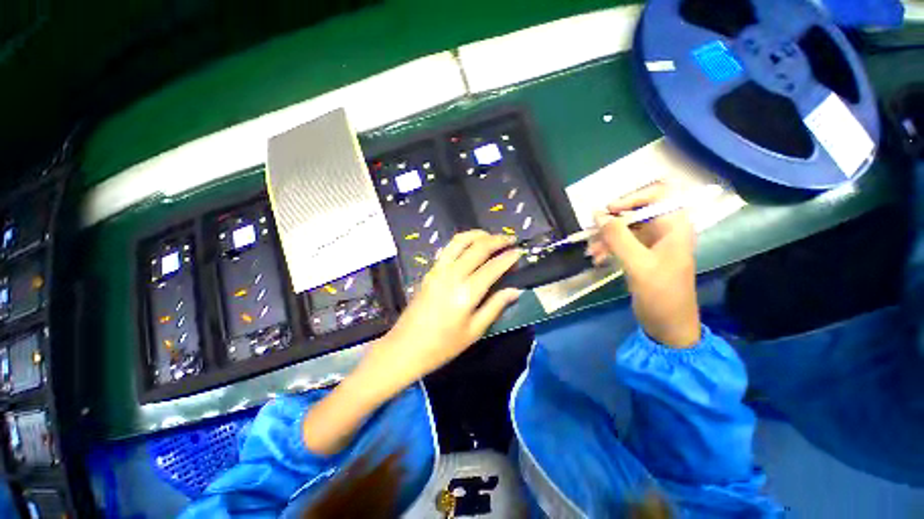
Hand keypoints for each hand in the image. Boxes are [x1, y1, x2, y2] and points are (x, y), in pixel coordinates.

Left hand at [368, 230, 523, 385]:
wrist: (405, 347)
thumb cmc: (443, 345)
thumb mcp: (474, 331)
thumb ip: (495, 307)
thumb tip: (515, 291)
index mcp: (466, 292)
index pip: (493, 267)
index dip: (508, 257)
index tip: (519, 252)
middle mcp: (453, 275)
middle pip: (478, 248)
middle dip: (497, 240)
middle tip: (510, 239)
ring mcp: (438, 270)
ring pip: (460, 241)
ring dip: (478, 235)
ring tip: (491, 237)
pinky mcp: (430, 271)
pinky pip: (448, 249)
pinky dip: (462, 242)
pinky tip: (470, 246)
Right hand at [586, 182, 700, 347]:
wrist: (668, 326)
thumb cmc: (660, 294)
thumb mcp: (637, 264)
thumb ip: (617, 236)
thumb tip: (597, 214)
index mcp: (675, 226)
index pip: (658, 194)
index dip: (632, 198)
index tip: (609, 211)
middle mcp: (666, 230)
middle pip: (636, 212)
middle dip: (612, 223)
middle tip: (592, 234)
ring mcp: (654, 244)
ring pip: (626, 229)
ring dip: (606, 238)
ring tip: (591, 253)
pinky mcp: (643, 256)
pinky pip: (623, 243)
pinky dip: (609, 248)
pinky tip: (598, 259)